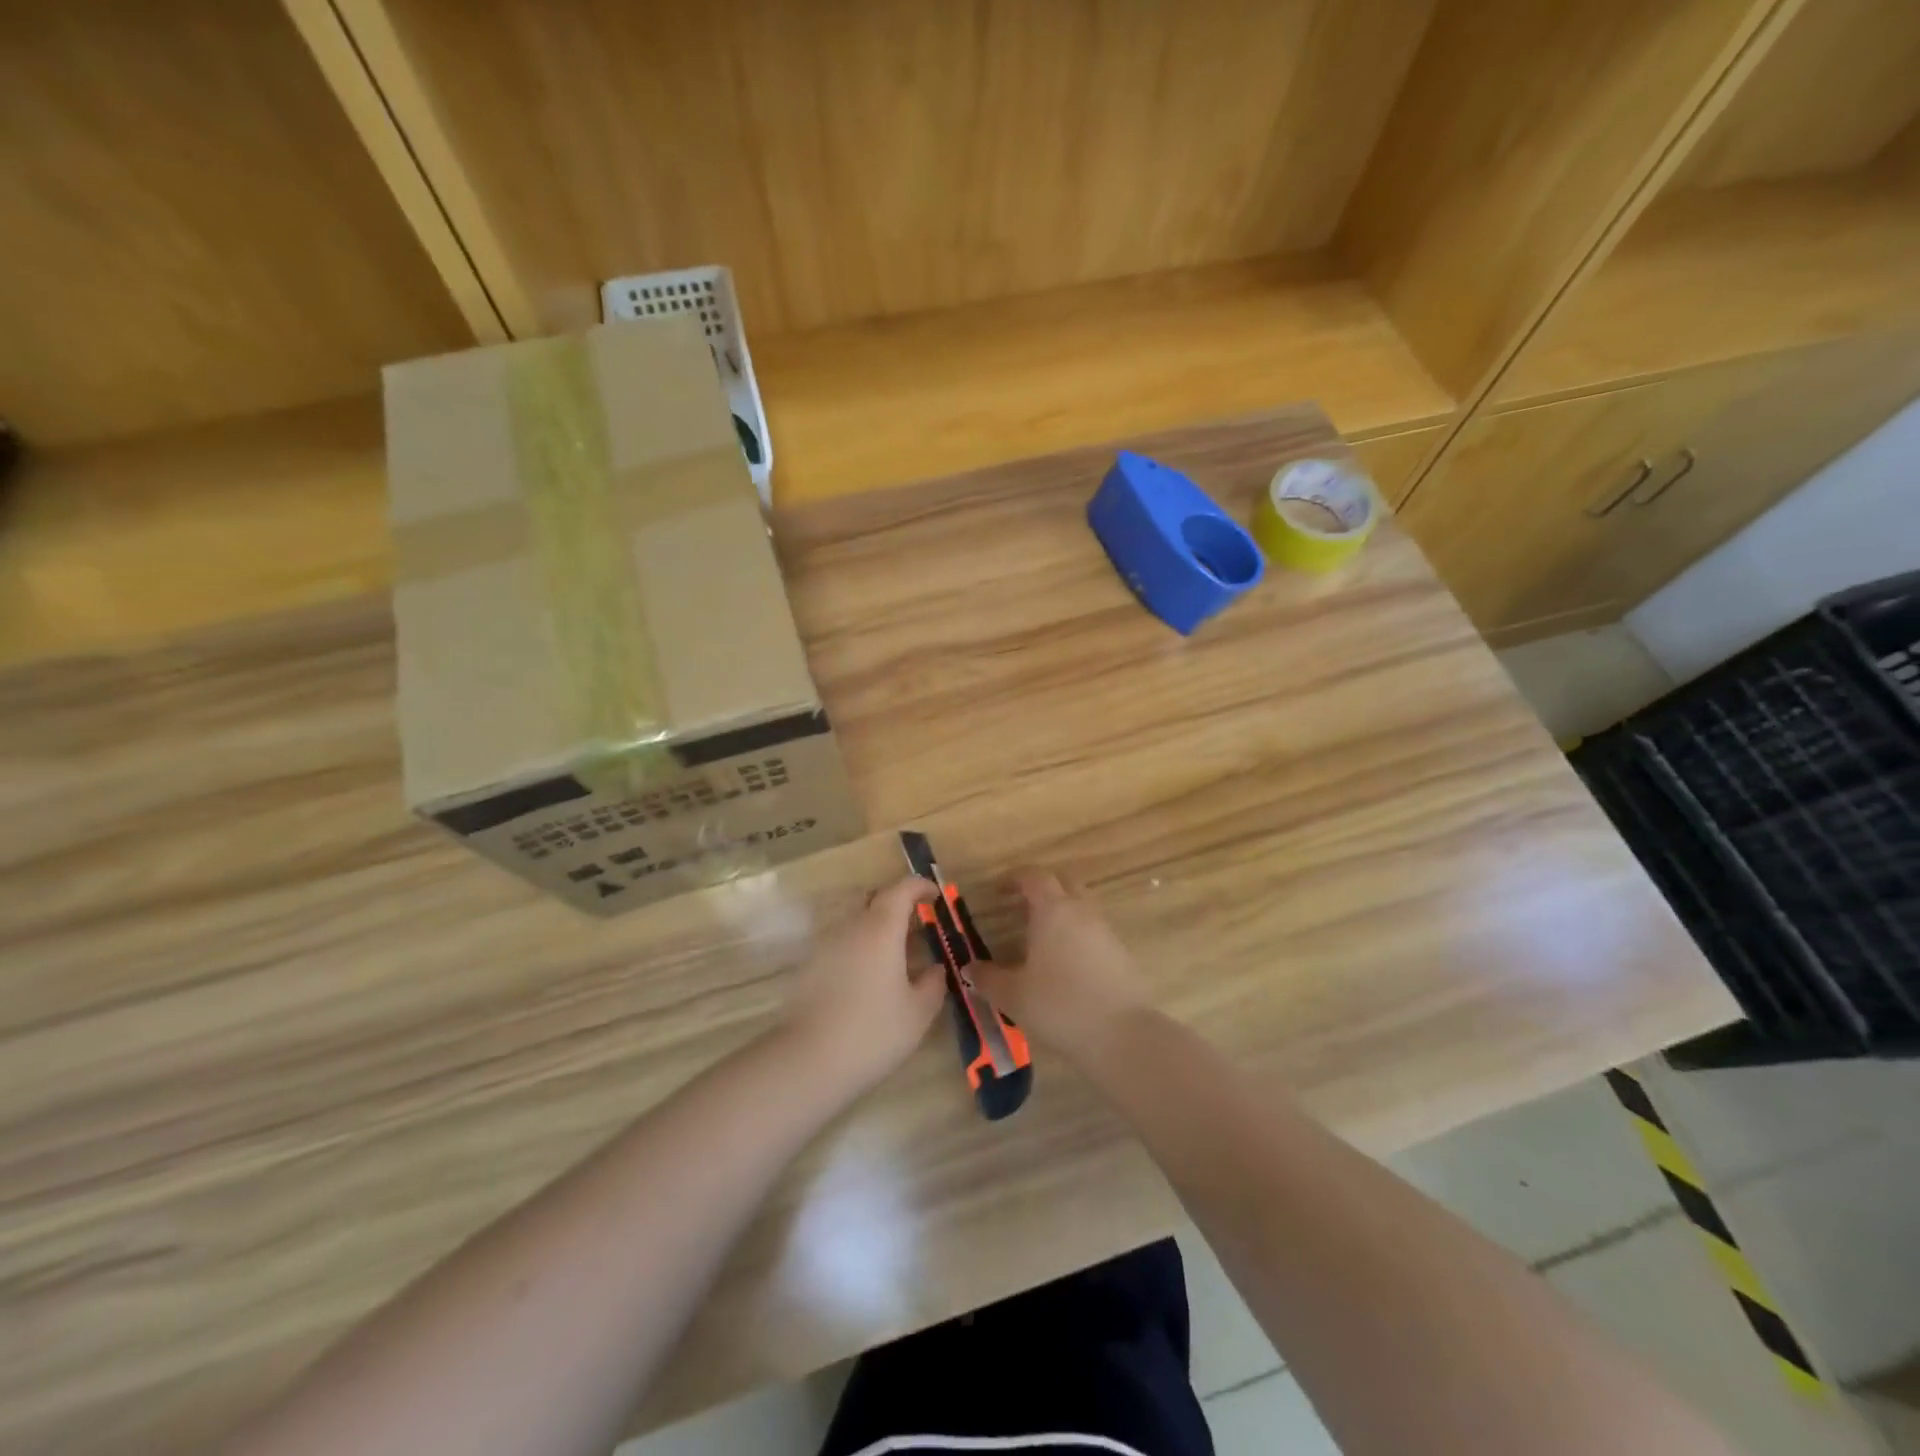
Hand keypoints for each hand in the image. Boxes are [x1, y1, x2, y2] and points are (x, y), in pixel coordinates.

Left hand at [782, 876, 949, 1093]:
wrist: (809, 1060)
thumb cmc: (873, 1032)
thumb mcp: (918, 1012)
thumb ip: (933, 983)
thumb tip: (935, 968)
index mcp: (881, 928)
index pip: (902, 889)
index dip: (920, 886)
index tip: (936, 896)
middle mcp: (851, 926)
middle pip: (874, 898)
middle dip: (897, 903)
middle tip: (917, 926)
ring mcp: (826, 944)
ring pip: (856, 920)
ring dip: (877, 928)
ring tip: (896, 957)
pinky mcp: (810, 965)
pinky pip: (842, 942)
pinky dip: (860, 947)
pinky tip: (869, 979)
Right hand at [970, 868, 1150, 1065]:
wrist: (1122, 1036)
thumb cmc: (1060, 1006)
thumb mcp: (1013, 995)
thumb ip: (988, 978)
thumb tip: (969, 969)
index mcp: (1053, 910)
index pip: (1034, 876)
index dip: (1014, 878)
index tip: (998, 890)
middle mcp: (1082, 911)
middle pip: (1063, 883)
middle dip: (1042, 889)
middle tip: (1021, 906)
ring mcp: (1106, 932)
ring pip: (1082, 907)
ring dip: (1062, 913)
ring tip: (1041, 938)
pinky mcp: (1122, 954)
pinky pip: (1095, 932)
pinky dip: (1078, 937)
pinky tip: (1065, 965)